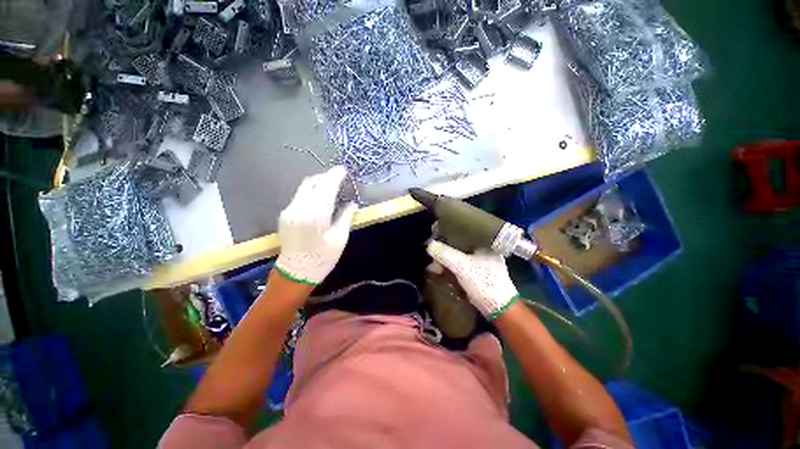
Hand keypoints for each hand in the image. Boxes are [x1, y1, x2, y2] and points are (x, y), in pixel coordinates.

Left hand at [275, 166, 357, 284]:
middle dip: (325, 176)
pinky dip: (311, 192)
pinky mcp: (284, 215)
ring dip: (318, 183)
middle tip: (338, 177)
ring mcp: (289, 211)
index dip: (335, 175)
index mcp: (316, 216)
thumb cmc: (322, 258)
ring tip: (331, 186)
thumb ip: (346, 217)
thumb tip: (352, 203)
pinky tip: (319, 198)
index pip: (326, 187)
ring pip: (304, 187)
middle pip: (312, 182)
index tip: (343, 170)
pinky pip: (299, 196)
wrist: (295, 273)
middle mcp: (299, 209)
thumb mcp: (340, 239)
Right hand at [427, 241, 518, 319]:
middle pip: (460, 245)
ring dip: (446, 260)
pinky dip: (450, 268)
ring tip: (433, 265)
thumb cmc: (483, 282)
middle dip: (444, 250)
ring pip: (459, 256)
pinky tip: (440, 270)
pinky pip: (460, 266)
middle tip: (432, 254)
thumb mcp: (461, 266)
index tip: (435, 237)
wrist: (499, 309)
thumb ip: (445, 254)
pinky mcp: (477, 274)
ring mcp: (481, 263)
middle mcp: (484, 251)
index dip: (448, 234)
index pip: (464, 233)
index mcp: (485, 244)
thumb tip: (429, 245)